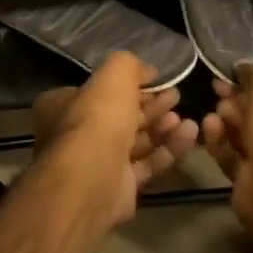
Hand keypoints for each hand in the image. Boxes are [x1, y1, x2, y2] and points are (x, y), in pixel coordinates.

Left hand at [32, 53, 199, 229]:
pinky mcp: (119, 186)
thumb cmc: (97, 118)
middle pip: (119, 115)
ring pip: (135, 141)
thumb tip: (147, 71)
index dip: (128, 84)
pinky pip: (147, 164)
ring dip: (162, 127)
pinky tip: (190, 134)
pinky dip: (168, 149)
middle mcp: (76, 134)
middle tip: (176, 96)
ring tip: (185, 117)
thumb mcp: (113, 76)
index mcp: (62, 105)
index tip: (156, 79)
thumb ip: (129, 66)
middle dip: (150, 105)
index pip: (98, 91)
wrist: (93, 178)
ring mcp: (98, 162)